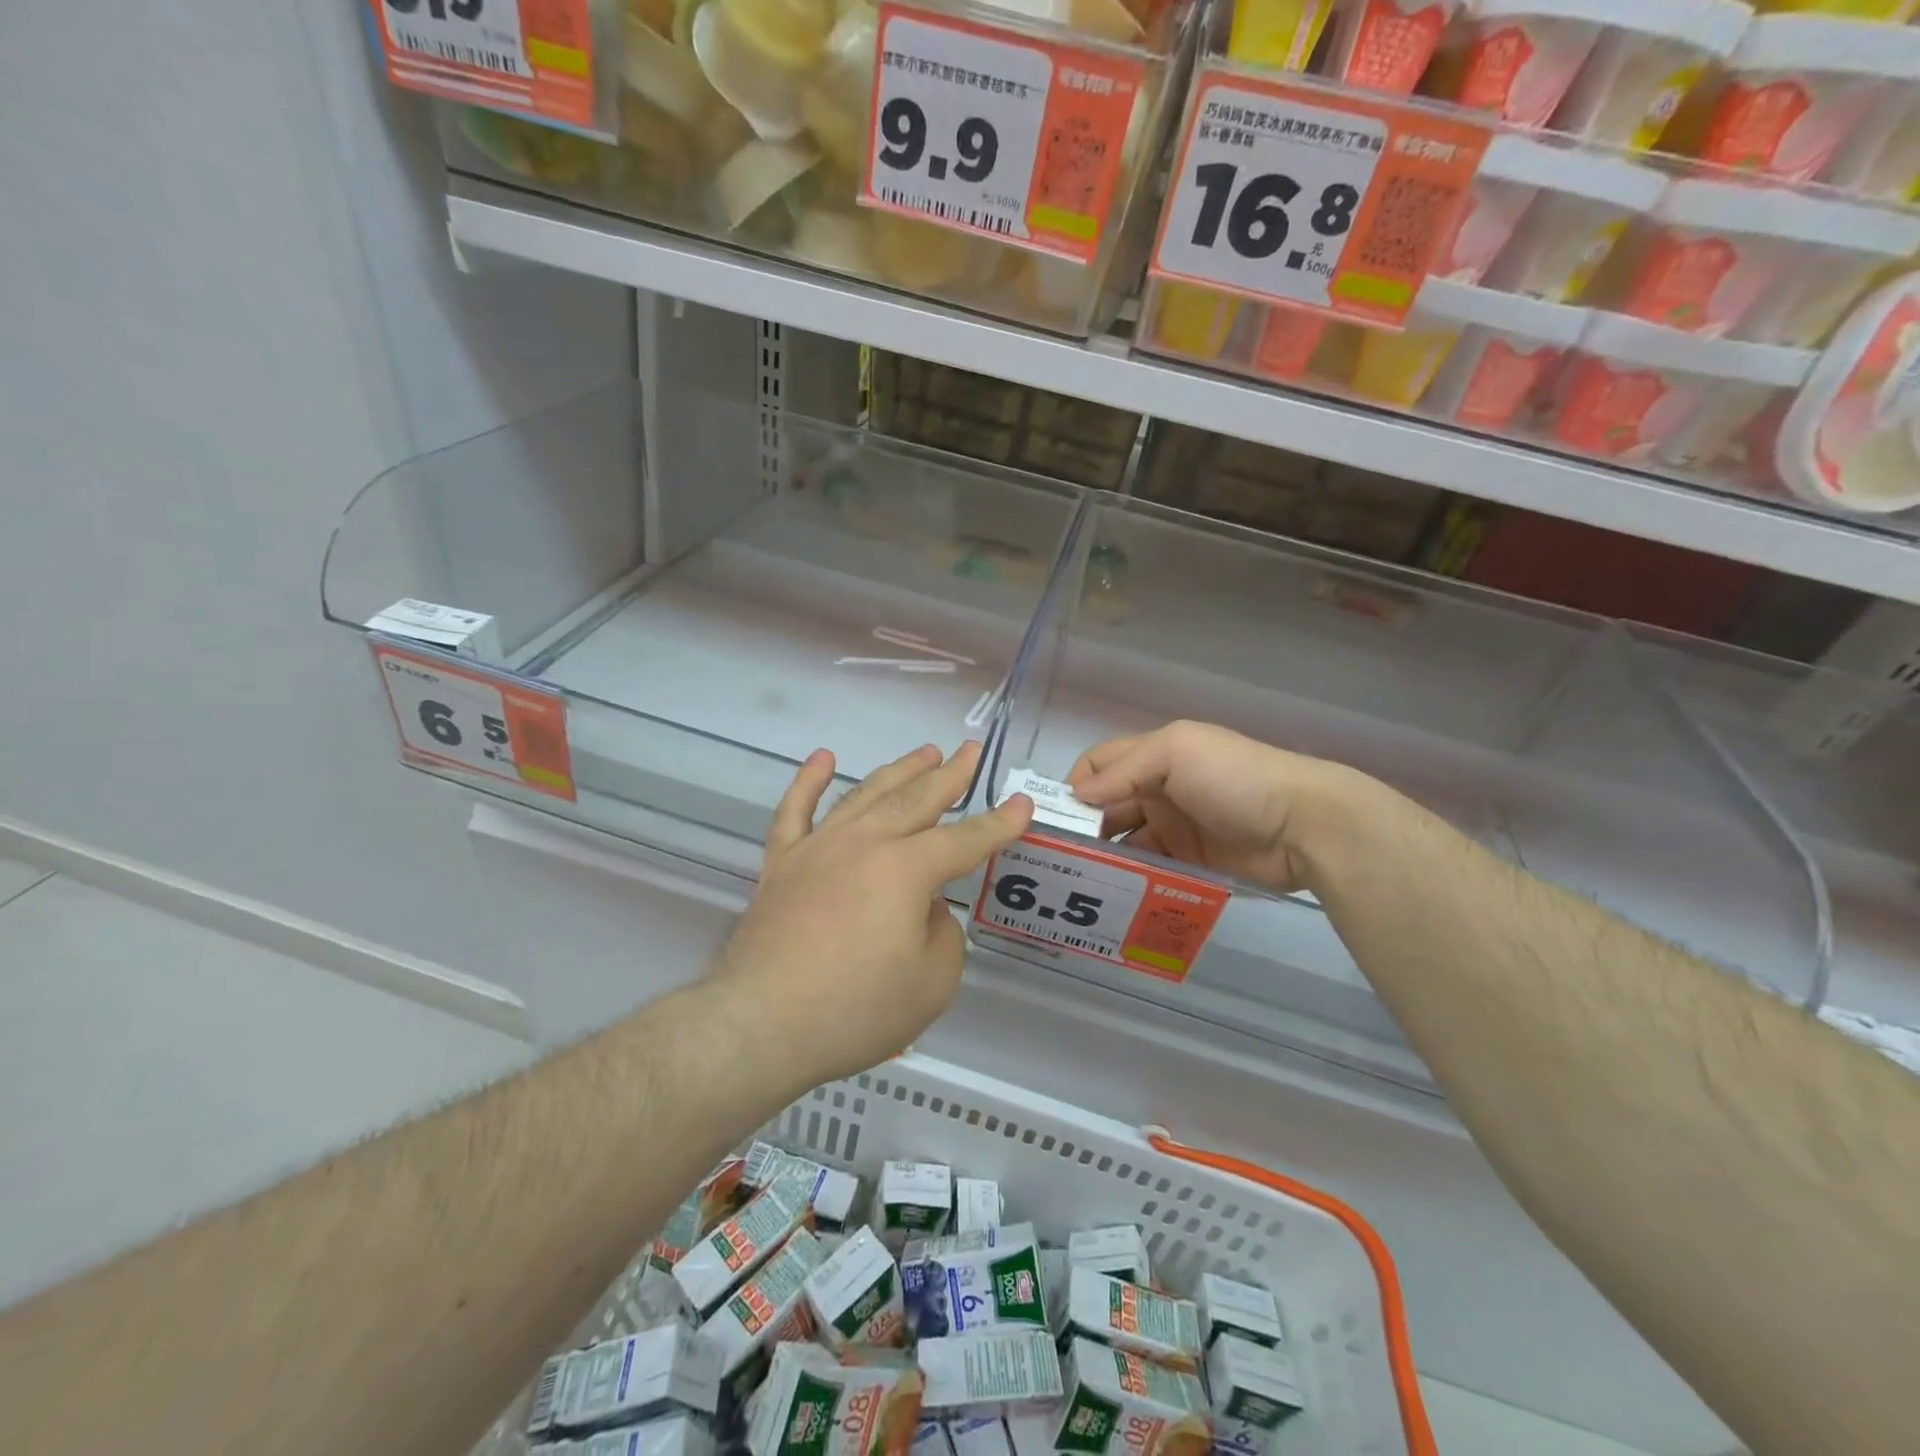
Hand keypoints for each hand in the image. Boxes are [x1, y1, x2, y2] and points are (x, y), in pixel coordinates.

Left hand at [710, 742, 1032, 1084]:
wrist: (763, 1024)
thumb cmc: (856, 1009)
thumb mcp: (932, 984)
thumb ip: (943, 934)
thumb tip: (926, 908)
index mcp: (907, 869)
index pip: (965, 839)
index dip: (999, 824)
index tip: (1021, 805)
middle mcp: (865, 843)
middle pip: (916, 800)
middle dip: (950, 775)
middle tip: (971, 752)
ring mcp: (818, 847)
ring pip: (866, 794)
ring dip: (899, 771)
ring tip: (924, 752)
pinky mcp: (781, 863)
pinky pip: (795, 810)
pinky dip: (809, 781)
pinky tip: (823, 759)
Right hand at [1067, 721, 1360, 894]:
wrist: (1305, 826)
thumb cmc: (1235, 778)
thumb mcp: (1177, 752)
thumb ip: (1124, 770)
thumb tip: (1075, 795)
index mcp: (1155, 755)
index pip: (1099, 764)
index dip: (1074, 785)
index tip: (1051, 816)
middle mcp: (1159, 789)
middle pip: (1107, 805)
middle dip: (1081, 824)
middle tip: (1056, 855)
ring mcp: (1174, 827)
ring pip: (1123, 839)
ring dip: (1101, 854)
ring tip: (1076, 878)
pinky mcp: (1189, 862)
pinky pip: (1148, 868)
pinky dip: (1128, 877)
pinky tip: (1108, 891)